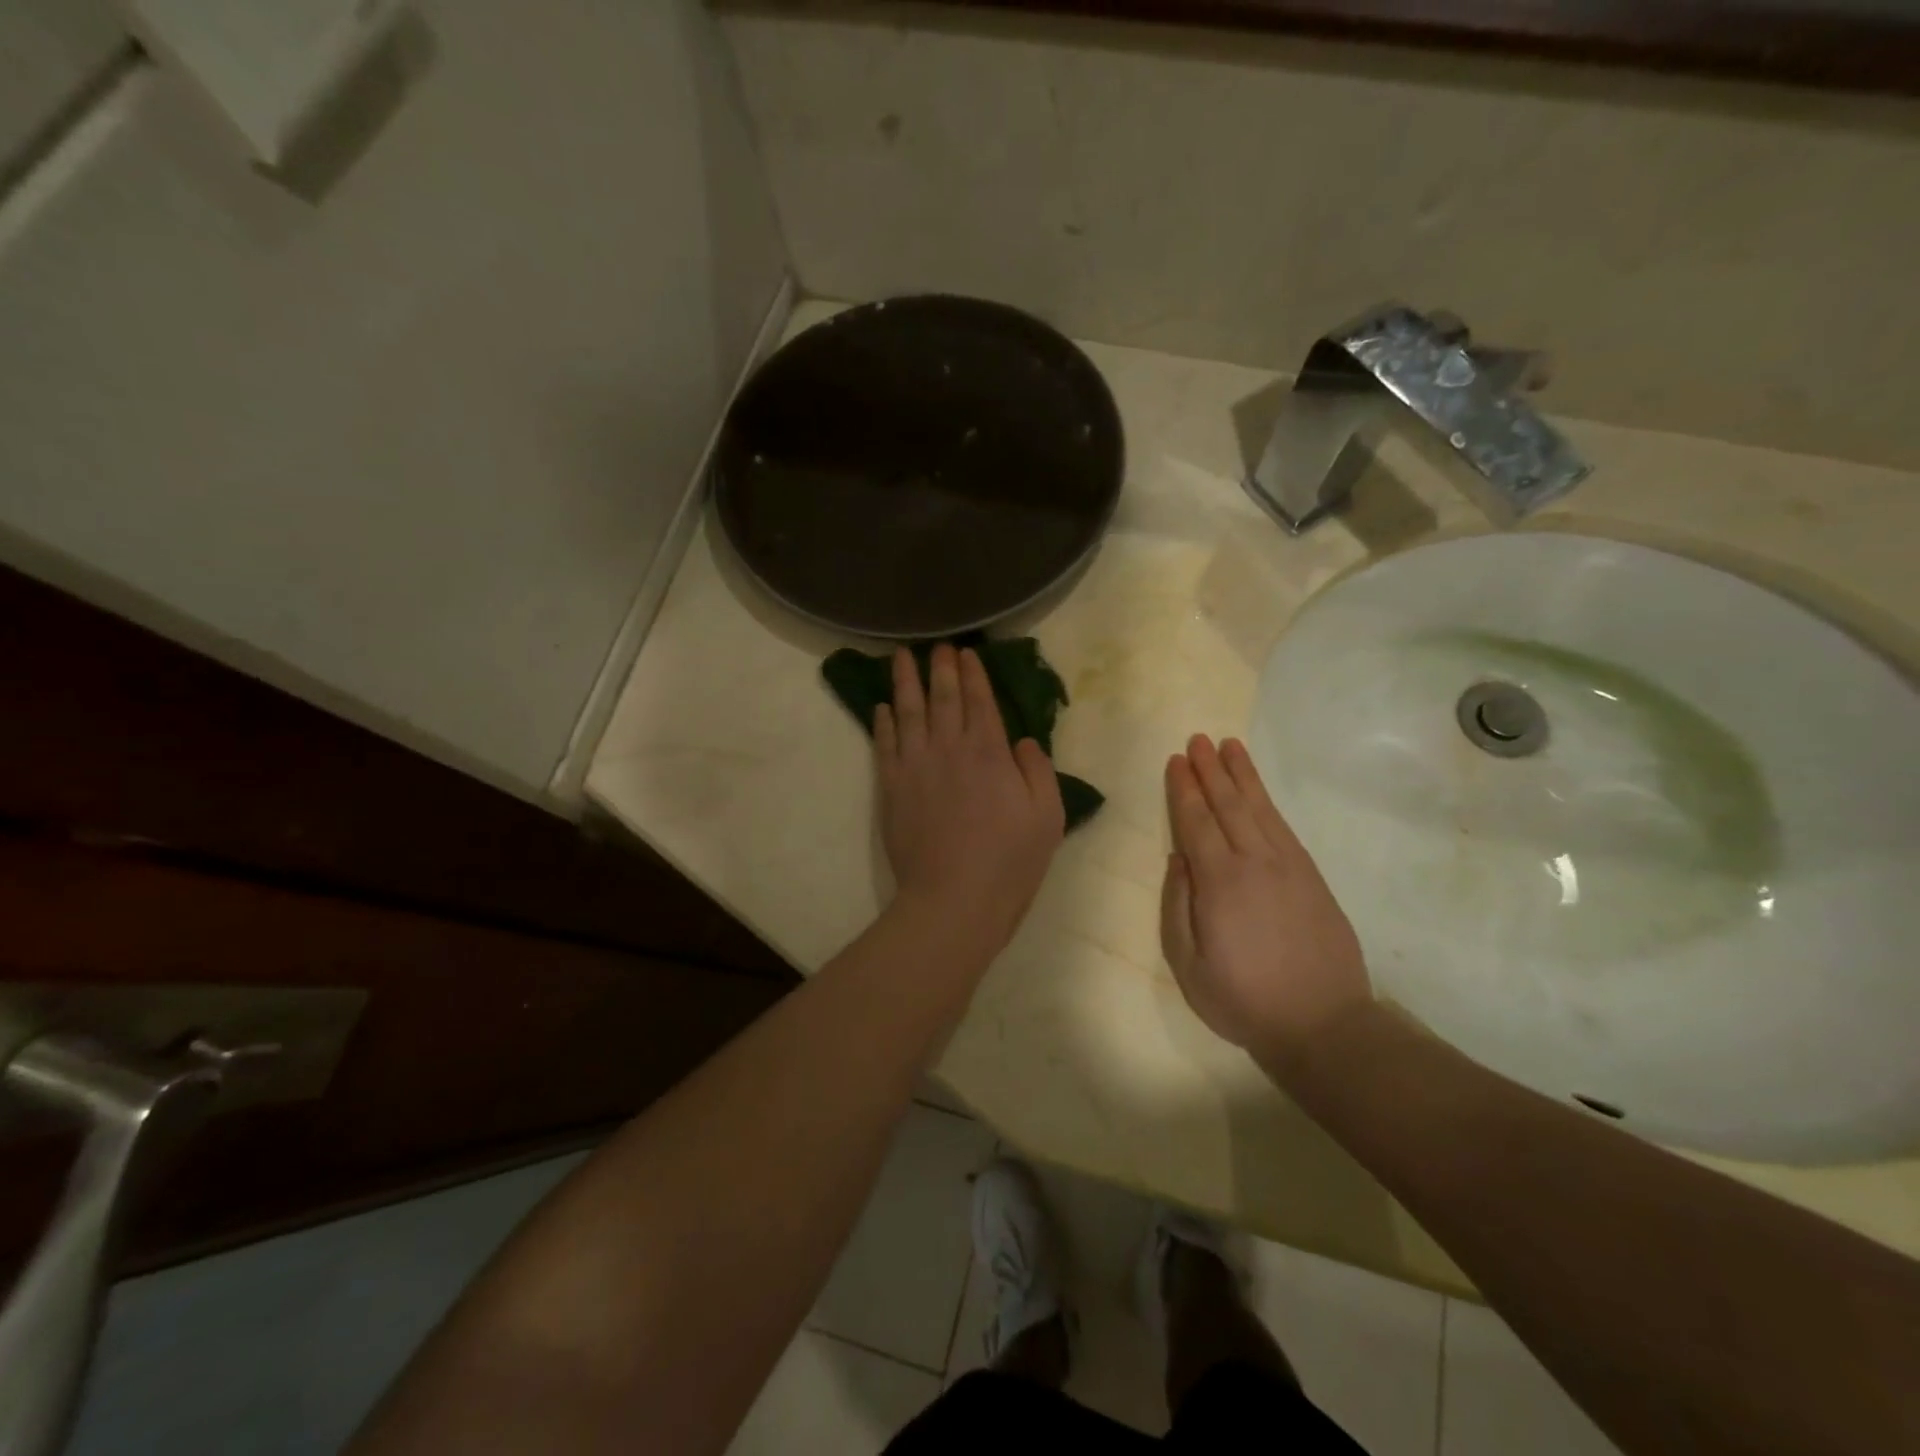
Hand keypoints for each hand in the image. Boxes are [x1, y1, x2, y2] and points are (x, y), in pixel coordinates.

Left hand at [876, 645, 1064, 951]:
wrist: (954, 898)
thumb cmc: (1009, 861)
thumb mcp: (1047, 816)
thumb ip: (1037, 770)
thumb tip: (1021, 740)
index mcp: (990, 752)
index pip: (980, 701)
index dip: (972, 674)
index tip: (965, 653)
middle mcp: (949, 748)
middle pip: (942, 698)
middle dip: (940, 668)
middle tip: (936, 646)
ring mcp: (915, 766)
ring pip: (908, 713)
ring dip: (904, 683)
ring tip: (900, 658)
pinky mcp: (892, 788)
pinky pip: (885, 745)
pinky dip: (882, 722)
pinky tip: (881, 708)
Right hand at [1161, 735, 1370, 1067]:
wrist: (1322, 1024)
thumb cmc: (1243, 999)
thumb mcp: (1188, 964)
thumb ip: (1177, 905)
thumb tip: (1177, 858)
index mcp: (1219, 882)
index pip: (1196, 823)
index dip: (1184, 790)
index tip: (1175, 761)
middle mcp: (1254, 863)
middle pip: (1228, 805)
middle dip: (1210, 771)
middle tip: (1197, 740)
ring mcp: (1288, 867)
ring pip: (1259, 809)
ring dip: (1242, 776)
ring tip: (1229, 747)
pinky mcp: (1312, 877)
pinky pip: (1284, 827)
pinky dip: (1268, 802)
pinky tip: (1259, 792)